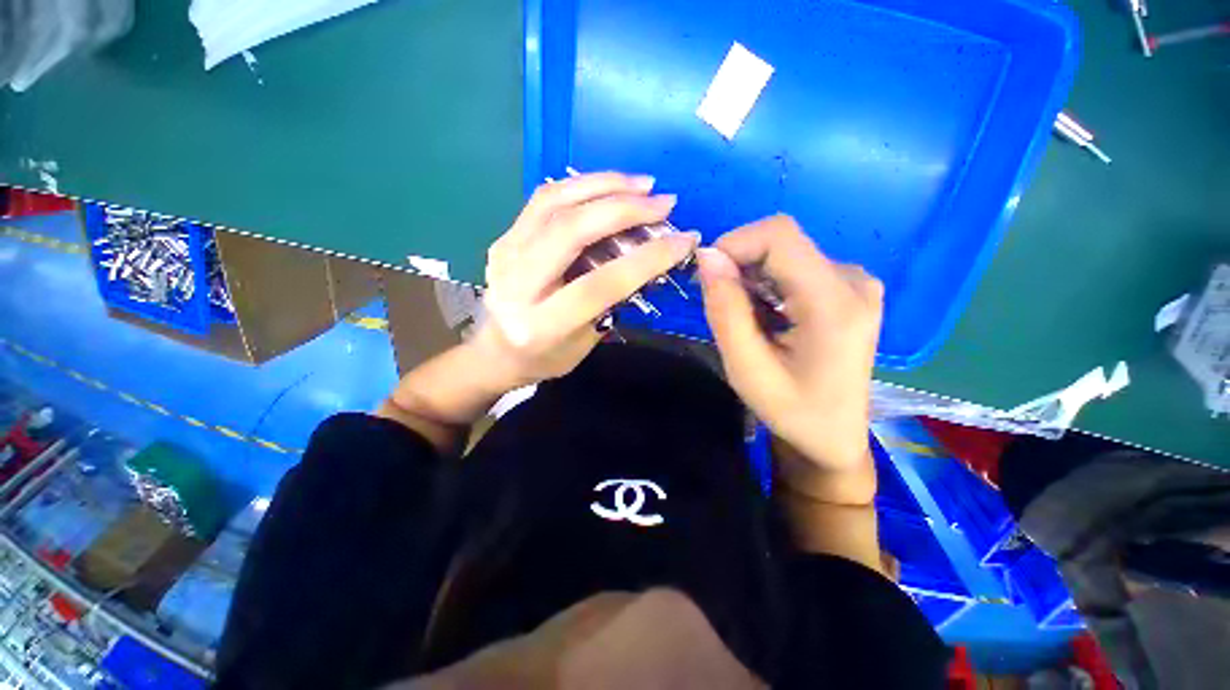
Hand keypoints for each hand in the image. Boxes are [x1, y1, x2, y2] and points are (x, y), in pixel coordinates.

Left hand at [473, 172, 699, 388]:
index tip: (684, 239)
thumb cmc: (545, 358)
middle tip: (663, 201)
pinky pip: (543, 200)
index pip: (599, 284)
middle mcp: (517, 285)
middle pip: (571, 231)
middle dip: (624, 209)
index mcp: (542, 325)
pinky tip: (607, 185)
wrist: (494, 352)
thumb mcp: (584, 344)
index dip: (646, 259)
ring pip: (554, 203)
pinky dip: (580, 185)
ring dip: (603, 185)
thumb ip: (611, 303)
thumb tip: (645, 257)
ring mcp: (504, 254)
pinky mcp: (503, 238)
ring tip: (641, 184)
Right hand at [696, 215, 882, 504]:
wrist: (833, 436)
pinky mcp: (847, 288)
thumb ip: (726, 311)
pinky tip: (764, 315)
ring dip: (751, 276)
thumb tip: (708, 257)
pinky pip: (795, 266)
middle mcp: (854, 282)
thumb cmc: (792, 411)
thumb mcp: (747, 368)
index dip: (734, 244)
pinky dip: (767, 283)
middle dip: (739, 264)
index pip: (780, 236)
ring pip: (785, 253)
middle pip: (782, 242)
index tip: (706, 276)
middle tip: (719, 304)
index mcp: (835, 304)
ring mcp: (855, 283)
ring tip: (744, 318)